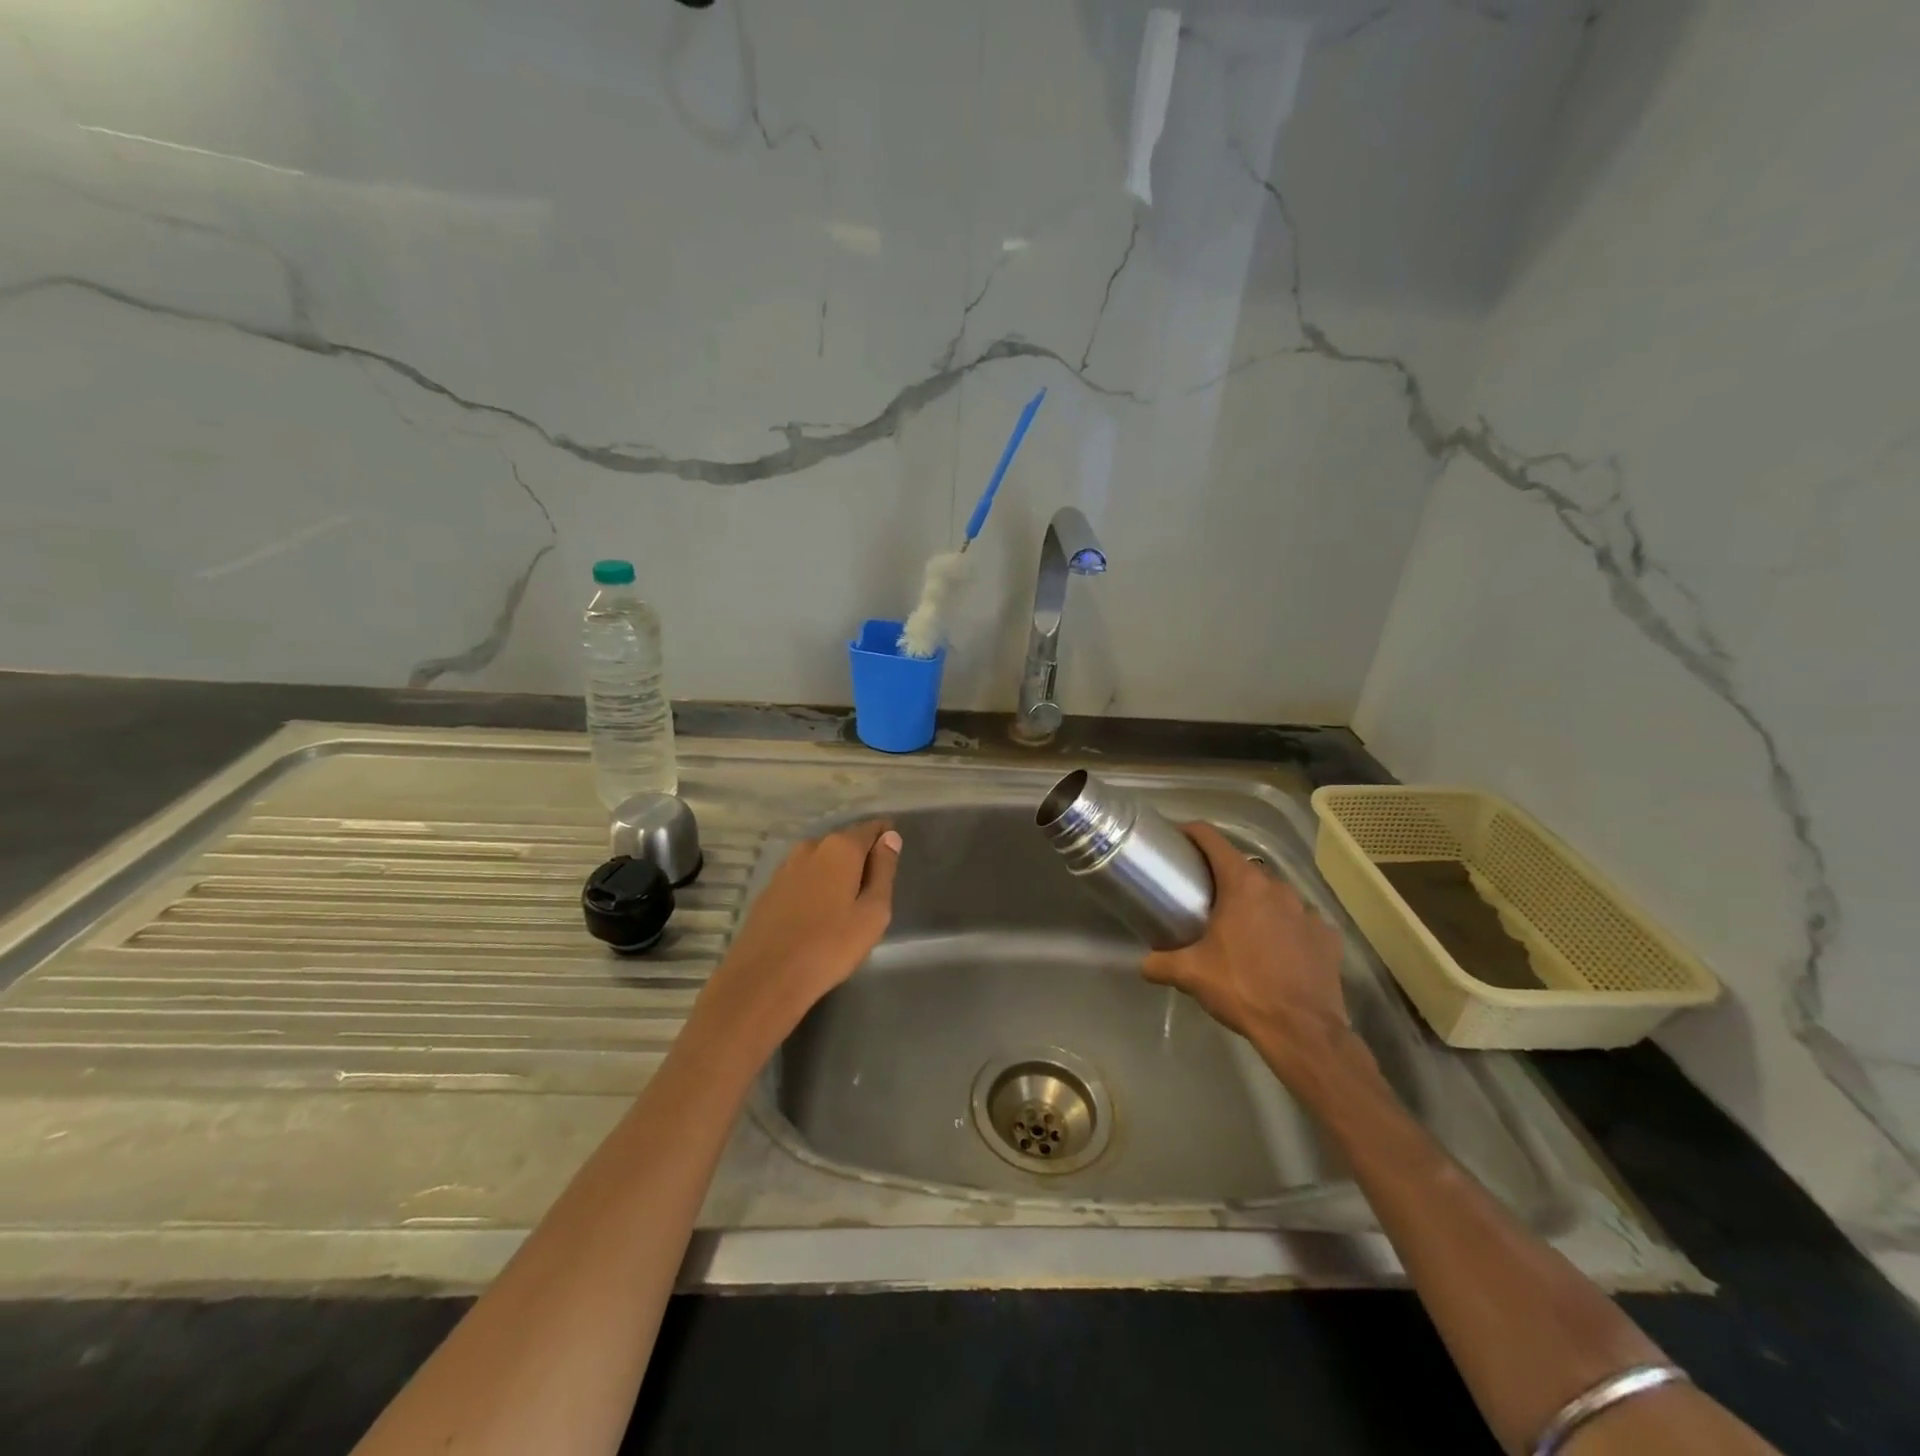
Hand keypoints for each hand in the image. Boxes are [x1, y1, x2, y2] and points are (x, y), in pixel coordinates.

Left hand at [696, 820, 901, 1052]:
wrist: (766, 977)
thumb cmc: (830, 946)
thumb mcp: (873, 911)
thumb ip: (884, 870)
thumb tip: (890, 837)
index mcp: (840, 848)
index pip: (871, 829)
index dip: (885, 838)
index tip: (893, 858)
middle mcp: (811, 847)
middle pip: (845, 842)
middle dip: (860, 858)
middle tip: (873, 889)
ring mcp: (785, 867)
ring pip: (821, 860)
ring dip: (836, 873)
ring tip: (846, 904)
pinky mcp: (769, 888)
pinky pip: (803, 877)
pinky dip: (816, 886)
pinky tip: (819, 913)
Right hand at [1141, 823, 1355, 1089]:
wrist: (1302, 1030)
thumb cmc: (1242, 988)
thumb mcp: (1191, 975)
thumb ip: (1160, 963)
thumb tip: (1143, 964)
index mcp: (1242, 885)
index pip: (1212, 840)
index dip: (1192, 833)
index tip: (1177, 838)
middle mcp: (1277, 888)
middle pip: (1243, 868)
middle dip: (1223, 877)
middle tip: (1204, 896)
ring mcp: (1308, 911)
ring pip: (1275, 894)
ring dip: (1257, 903)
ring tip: (1241, 926)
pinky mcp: (1328, 936)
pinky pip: (1301, 921)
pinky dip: (1287, 928)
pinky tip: (1277, 949)